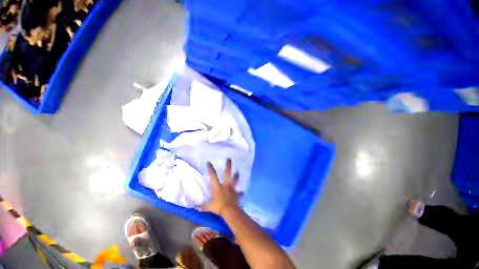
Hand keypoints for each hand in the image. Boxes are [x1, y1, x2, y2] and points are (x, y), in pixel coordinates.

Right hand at [202, 159, 242, 215]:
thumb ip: (204, 205)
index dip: (210, 169)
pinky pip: (239, 194)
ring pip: (235, 181)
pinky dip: (240, 193)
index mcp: (217, 187)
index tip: (209, 162)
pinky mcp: (237, 195)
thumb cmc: (218, 207)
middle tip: (229, 159)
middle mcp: (225, 186)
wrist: (230, 211)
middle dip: (228, 166)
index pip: (213, 176)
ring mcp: (232, 190)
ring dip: (236, 176)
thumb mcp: (208, 207)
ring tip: (237, 172)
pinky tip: (242, 193)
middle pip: (227, 174)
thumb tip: (199, 206)